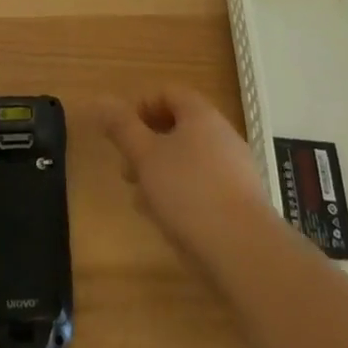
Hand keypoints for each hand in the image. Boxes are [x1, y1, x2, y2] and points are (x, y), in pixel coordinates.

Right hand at [98, 86, 272, 260]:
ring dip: (163, 174)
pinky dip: (183, 197)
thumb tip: (99, 101)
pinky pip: (205, 188)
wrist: (247, 255)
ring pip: (190, 161)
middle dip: (148, 146)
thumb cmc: (190, 193)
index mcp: (200, 114)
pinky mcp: (242, 205)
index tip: (122, 134)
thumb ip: (122, 127)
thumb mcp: (146, 157)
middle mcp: (222, 134)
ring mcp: (236, 170)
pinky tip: (170, 224)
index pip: (168, 93)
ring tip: (142, 202)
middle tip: (127, 170)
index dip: (141, 107)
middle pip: (179, 128)